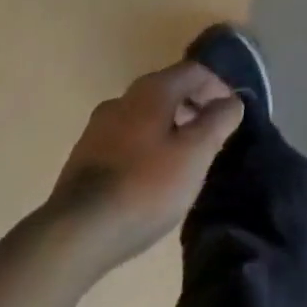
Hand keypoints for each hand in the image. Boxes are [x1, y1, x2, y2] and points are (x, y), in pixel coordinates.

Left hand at [50, 60, 244, 260]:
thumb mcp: (194, 155)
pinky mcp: (82, 157)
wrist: (73, 235)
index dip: (217, 86)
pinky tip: (147, 175)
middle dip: (192, 105)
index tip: (230, 111)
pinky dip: (144, 145)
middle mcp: (125, 96)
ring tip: (180, 157)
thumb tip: (232, 101)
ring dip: (167, 126)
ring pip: (144, 114)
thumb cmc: (144, 187)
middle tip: (208, 134)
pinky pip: (124, 138)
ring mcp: (99, 126)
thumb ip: (218, 122)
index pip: (195, 71)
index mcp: (153, 88)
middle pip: (168, 89)